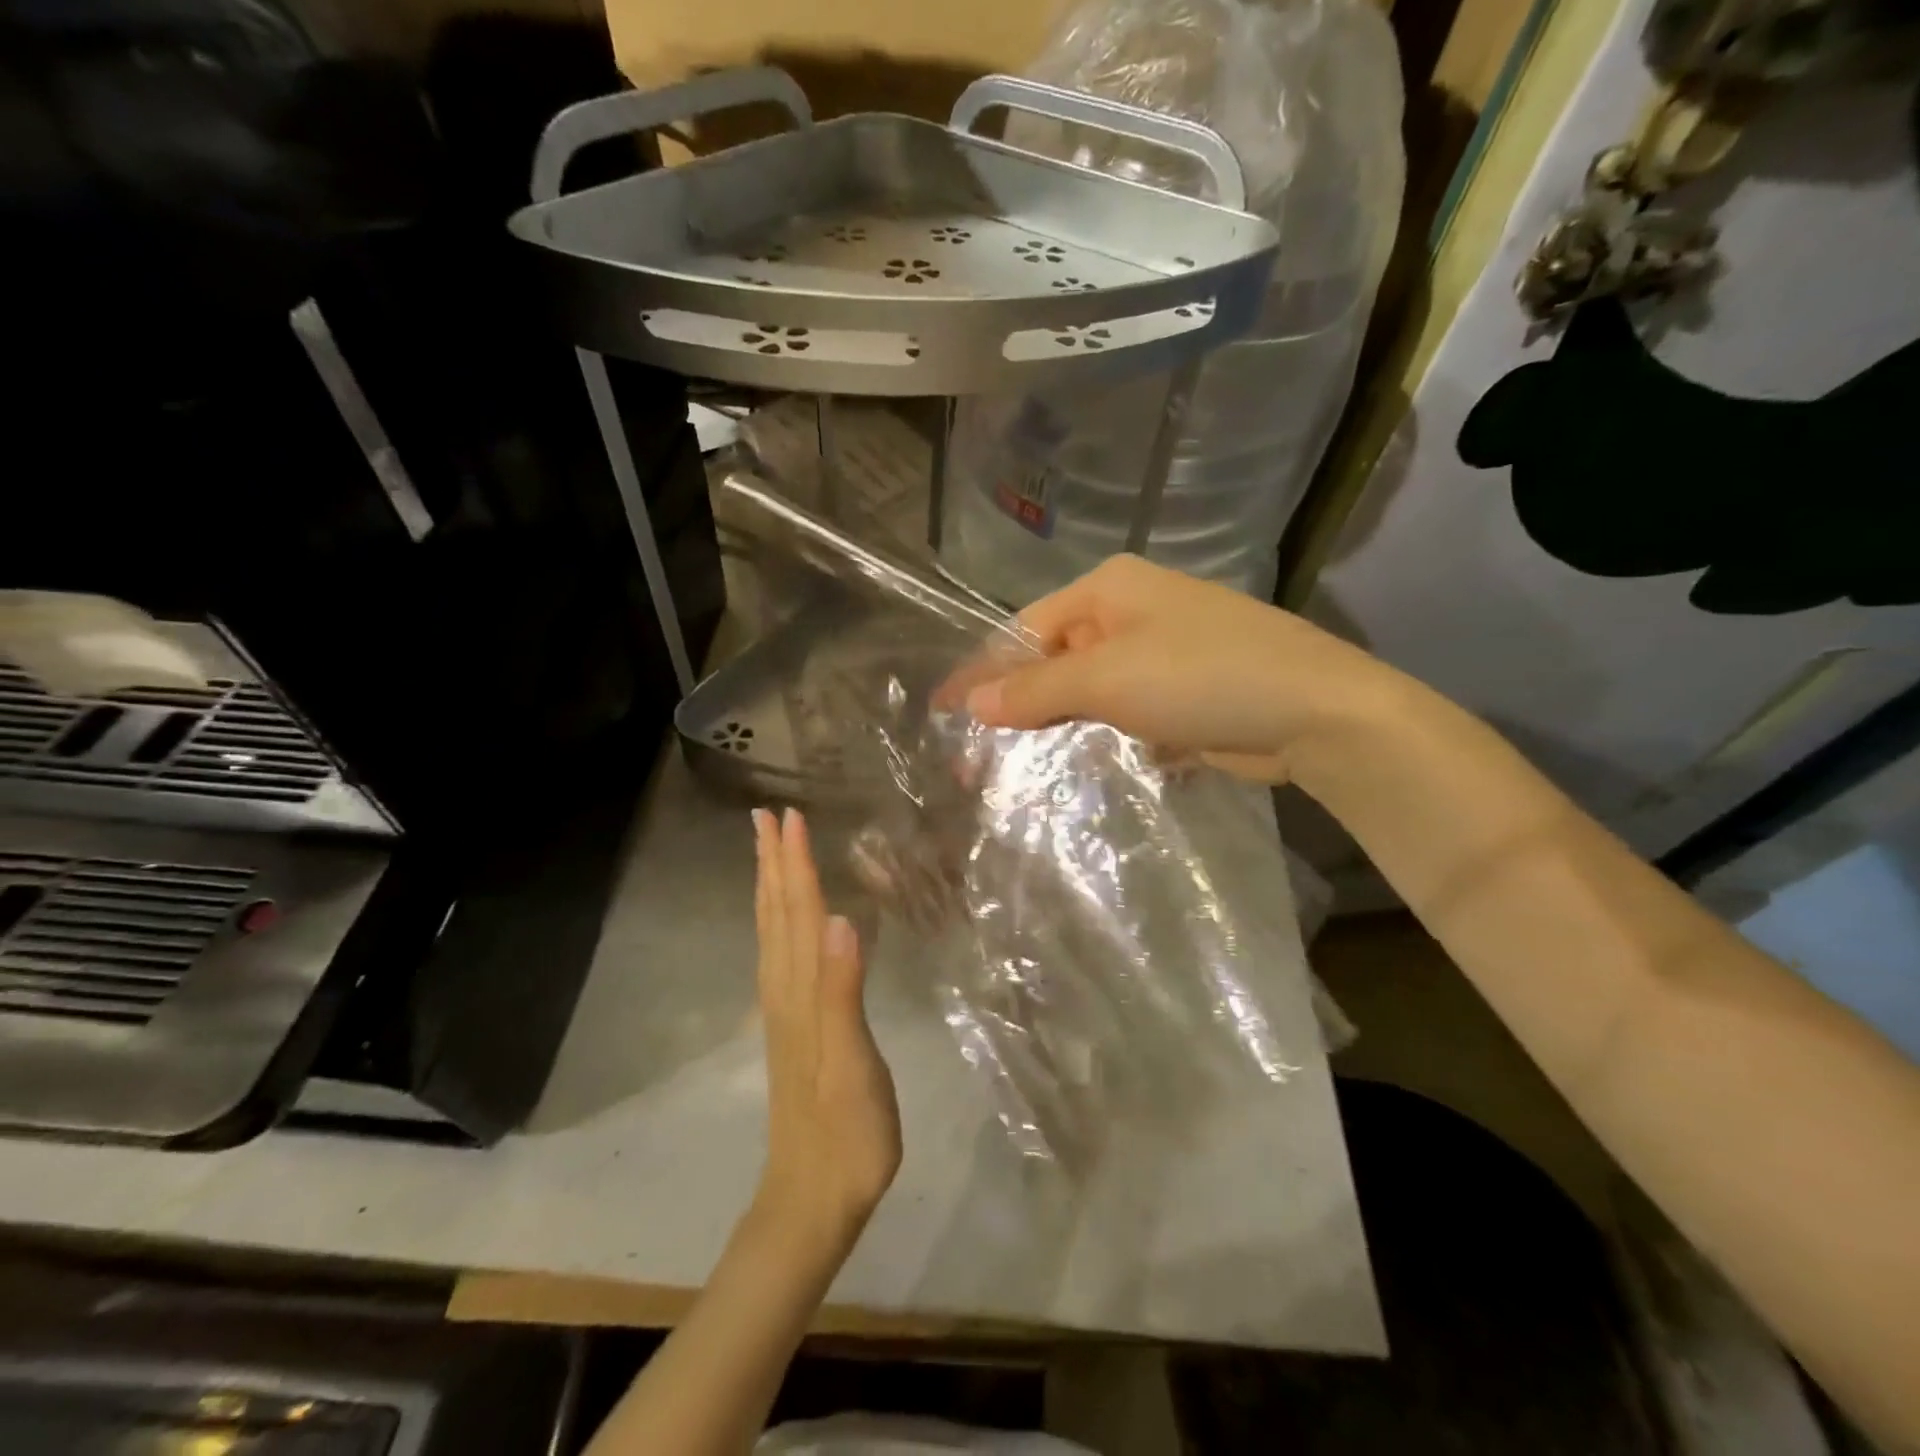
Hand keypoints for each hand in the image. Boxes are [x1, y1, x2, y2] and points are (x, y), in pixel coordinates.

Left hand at [751, 807, 901, 1248]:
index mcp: (802, 990)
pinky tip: (787, 923)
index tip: (790, 815)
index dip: (795, 862)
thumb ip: (843, 990)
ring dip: (771, 887)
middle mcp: (786, 990)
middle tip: (767, 816)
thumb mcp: (852, 1062)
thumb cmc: (846, 1130)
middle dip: (774, 862)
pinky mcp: (794, 1027)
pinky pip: (780, 956)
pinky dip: (779, 923)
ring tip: (769, 853)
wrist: (814, 1198)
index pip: (798, 911)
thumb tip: (837, 918)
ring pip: (773, 933)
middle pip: (777, 913)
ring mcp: (787, 1010)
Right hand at [963, 554, 1408, 786]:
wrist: (1313, 711)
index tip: (944, 711)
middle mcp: (1130, 613)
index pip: (1025, 628)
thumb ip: (1035, 691)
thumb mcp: (1107, 679)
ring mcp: (1159, 654)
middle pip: (1054, 660)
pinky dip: (1097, 737)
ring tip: (1013, 770)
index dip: (983, 670)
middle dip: (1016, 706)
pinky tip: (1072, 767)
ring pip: (1087, 691)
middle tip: (976, 755)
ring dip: (1055, 727)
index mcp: (1108, 590)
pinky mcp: (1180, 695)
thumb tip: (969, 700)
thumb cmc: (1201, 675)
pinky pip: (1121, 714)